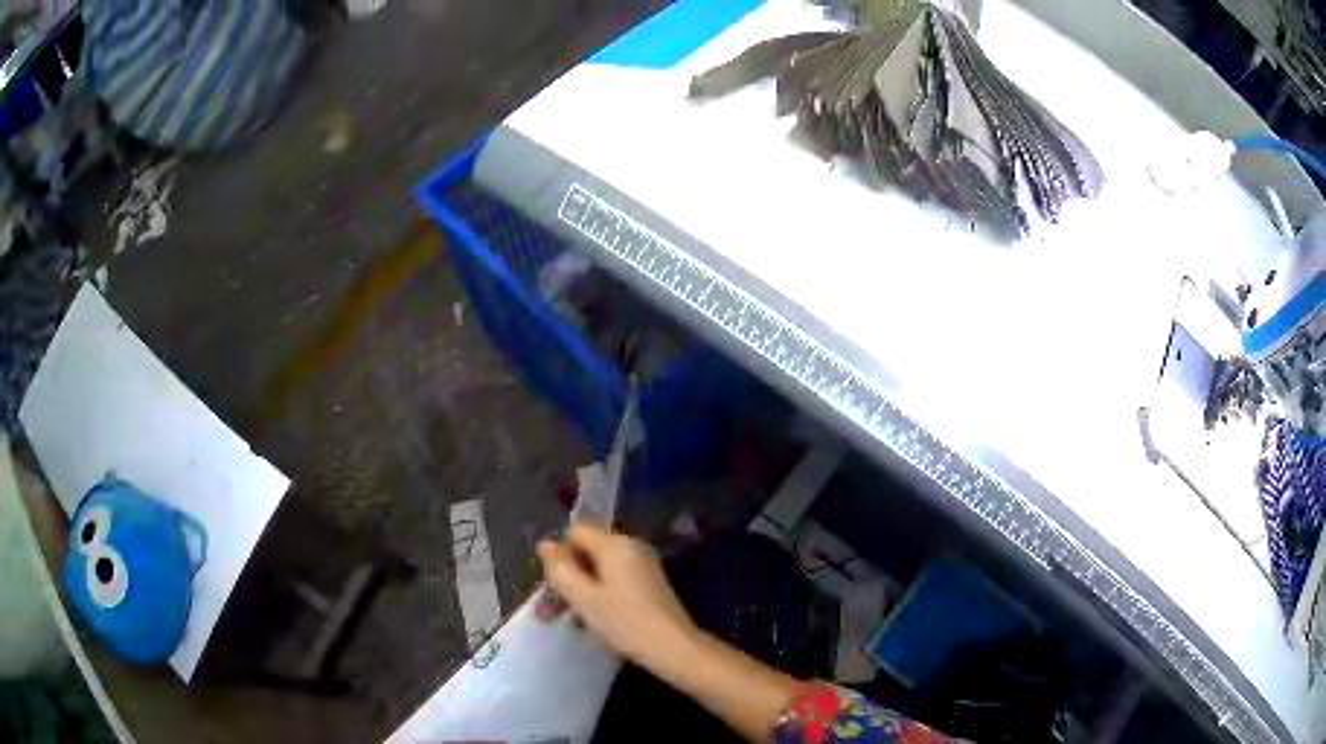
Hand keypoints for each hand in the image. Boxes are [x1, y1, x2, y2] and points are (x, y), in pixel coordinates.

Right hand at [537, 524, 697, 669]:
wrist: (675, 648)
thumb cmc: (625, 623)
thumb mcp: (584, 598)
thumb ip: (560, 569)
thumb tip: (546, 544)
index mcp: (615, 544)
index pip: (576, 532)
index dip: (559, 555)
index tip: (552, 585)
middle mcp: (631, 547)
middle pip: (588, 551)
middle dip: (568, 576)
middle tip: (550, 610)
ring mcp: (643, 566)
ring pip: (600, 569)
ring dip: (581, 590)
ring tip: (569, 620)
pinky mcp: (650, 584)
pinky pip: (615, 581)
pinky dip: (600, 596)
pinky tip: (594, 621)